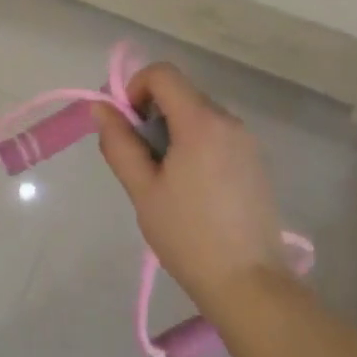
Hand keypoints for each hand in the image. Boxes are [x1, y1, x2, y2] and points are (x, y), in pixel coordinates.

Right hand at [94, 63, 295, 309]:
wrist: (248, 283)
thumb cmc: (187, 235)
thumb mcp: (142, 189)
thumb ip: (119, 142)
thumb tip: (101, 107)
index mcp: (201, 122)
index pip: (162, 74)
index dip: (134, 88)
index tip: (124, 126)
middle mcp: (229, 121)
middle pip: (180, 93)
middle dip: (151, 113)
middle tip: (139, 159)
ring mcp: (247, 141)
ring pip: (198, 115)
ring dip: (172, 131)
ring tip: (164, 179)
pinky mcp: (255, 161)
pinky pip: (216, 135)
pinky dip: (194, 145)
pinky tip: (190, 189)